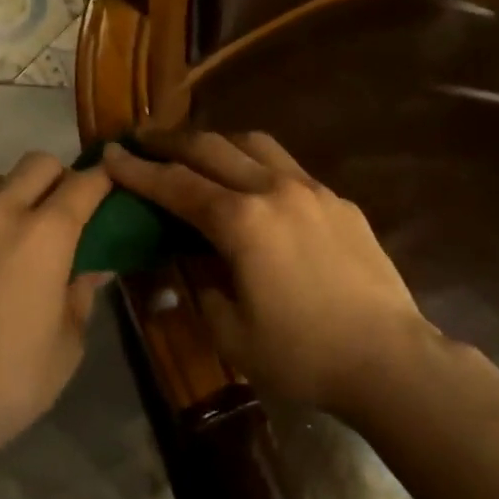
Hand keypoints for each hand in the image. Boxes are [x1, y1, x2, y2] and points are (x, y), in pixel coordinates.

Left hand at [0, 152, 113, 462]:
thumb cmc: (9, 383)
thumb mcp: (67, 345)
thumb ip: (80, 294)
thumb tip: (90, 268)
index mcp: (44, 236)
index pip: (84, 184)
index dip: (103, 181)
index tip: (111, 189)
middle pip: (36, 164)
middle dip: (58, 178)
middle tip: (62, 216)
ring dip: (13, 198)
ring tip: (12, 241)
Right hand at [103, 131, 438, 414]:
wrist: (388, 358)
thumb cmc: (302, 354)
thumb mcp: (231, 332)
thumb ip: (202, 284)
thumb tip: (193, 257)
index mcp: (242, 221)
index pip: (176, 185)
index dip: (138, 170)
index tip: (110, 154)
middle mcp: (275, 190)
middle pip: (212, 148)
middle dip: (171, 142)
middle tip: (143, 140)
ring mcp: (313, 190)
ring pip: (255, 144)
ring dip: (218, 142)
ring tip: (197, 152)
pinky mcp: (340, 202)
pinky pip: (288, 167)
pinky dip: (258, 164)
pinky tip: (254, 186)